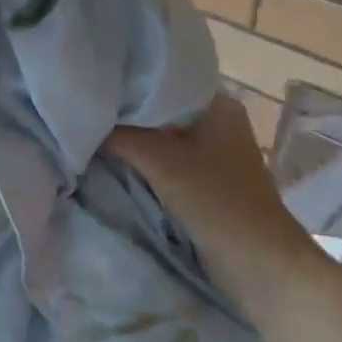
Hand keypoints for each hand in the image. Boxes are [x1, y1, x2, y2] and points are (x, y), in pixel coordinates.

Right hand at [104, 95, 313, 302]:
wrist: (257, 263)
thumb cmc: (215, 200)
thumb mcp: (160, 161)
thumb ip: (120, 136)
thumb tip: (83, 120)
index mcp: (217, 104)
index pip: (164, 78)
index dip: (127, 80)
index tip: (90, 82)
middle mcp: (217, 121)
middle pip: (159, 108)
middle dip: (125, 113)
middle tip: (84, 108)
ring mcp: (212, 152)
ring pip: (160, 135)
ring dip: (132, 139)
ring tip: (91, 131)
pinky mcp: (205, 180)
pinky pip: (166, 160)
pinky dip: (143, 160)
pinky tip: (113, 159)